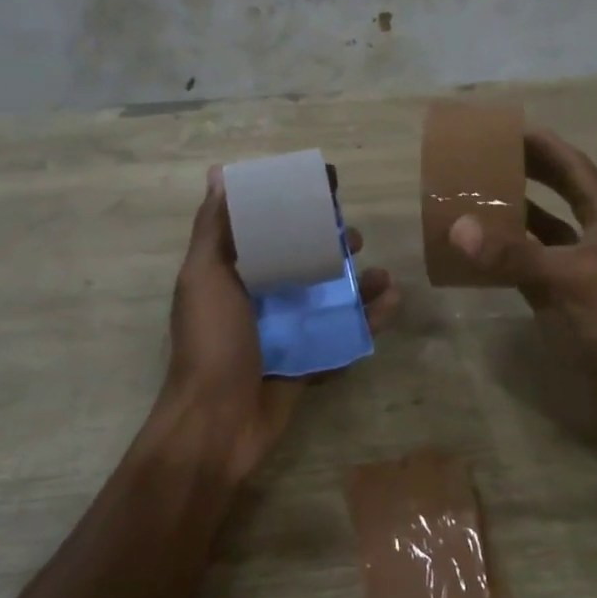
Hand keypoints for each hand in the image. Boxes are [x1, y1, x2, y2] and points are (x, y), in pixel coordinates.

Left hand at [161, 167, 398, 484]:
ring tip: (382, 274)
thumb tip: (218, 173)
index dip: (295, 206)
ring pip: (331, 296)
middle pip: (305, 260)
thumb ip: (213, 229)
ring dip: (359, 282)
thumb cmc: (211, 342)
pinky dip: (368, 319)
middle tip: (356, 236)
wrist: (217, 424)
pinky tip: (392, 303)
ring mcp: (288, 330)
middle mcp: (262, 297)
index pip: (269, 228)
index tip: (325, 186)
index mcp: (235, 273)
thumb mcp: (204, 277)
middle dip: (333, 245)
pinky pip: (344, 333)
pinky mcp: (310, 358)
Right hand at [448, 130, 596, 393]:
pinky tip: (476, 253)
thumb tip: (458, 229)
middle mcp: (596, 237)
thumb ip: (514, 255)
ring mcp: (580, 270)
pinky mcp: (565, 301)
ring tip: (472, 198)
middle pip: (558, 193)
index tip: (507, 128)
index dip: (544, 145)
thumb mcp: (570, 281)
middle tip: (483, 158)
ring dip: (512, 215)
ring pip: (542, 231)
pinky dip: (505, 258)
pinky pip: (529, 268)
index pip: (574, 168)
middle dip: (525, 173)